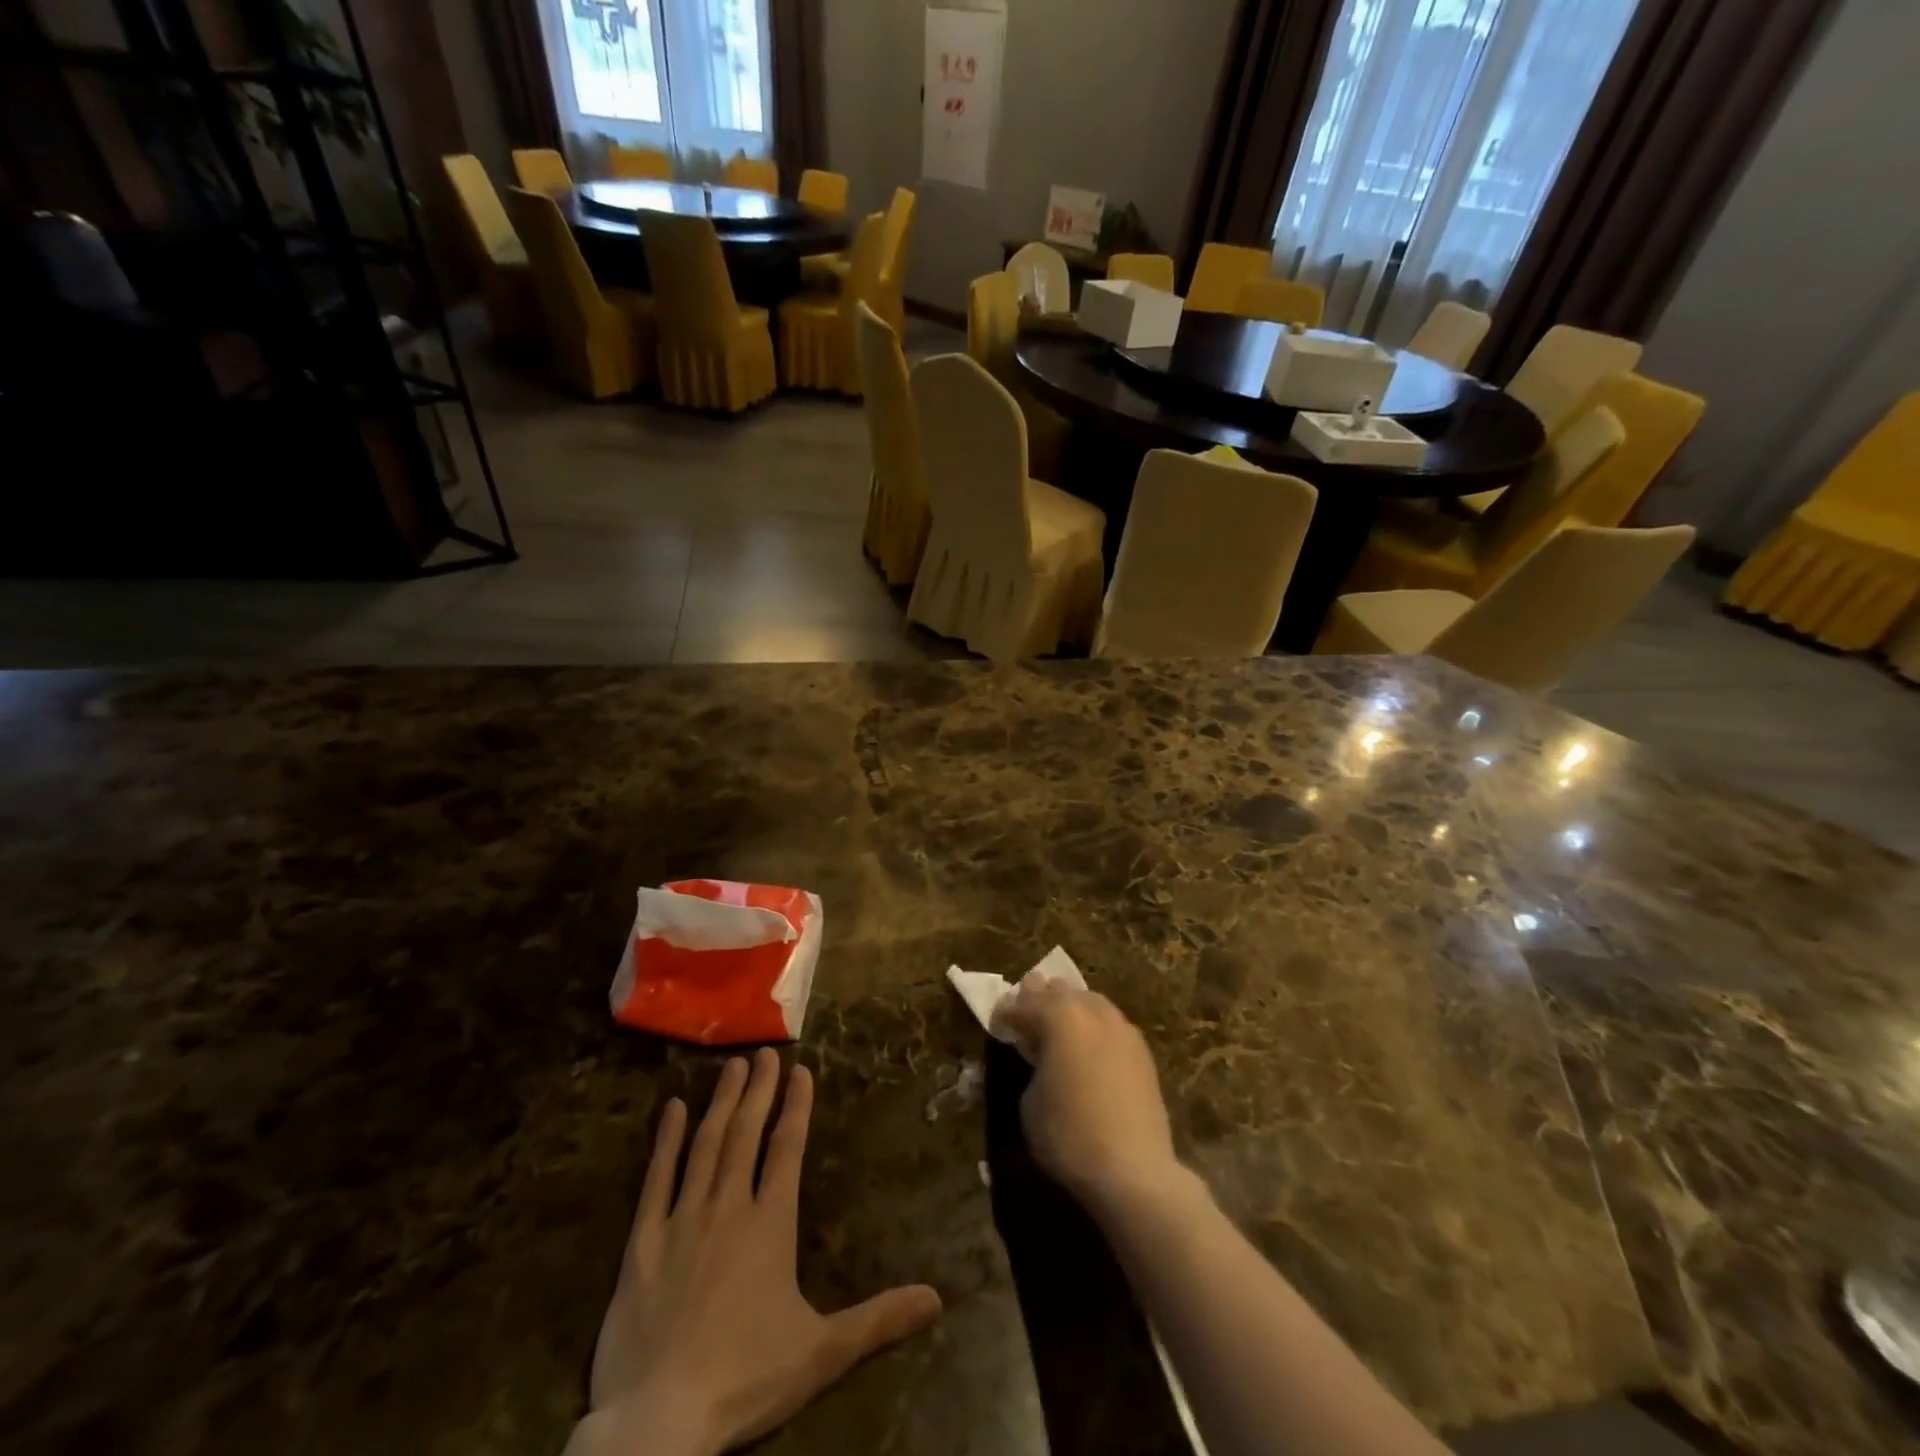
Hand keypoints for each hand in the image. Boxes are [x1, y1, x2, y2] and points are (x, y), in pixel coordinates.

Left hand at [570, 1049, 942, 1455]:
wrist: (659, 1423)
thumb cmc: (746, 1379)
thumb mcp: (822, 1353)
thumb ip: (879, 1320)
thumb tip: (937, 1299)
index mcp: (771, 1224)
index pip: (788, 1149)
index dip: (796, 1107)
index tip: (801, 1069)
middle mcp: (728, 1207)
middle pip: (747, 1133)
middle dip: (759, 1089)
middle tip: (765, 1051)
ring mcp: (682, 1220)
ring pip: (706, 1145)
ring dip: (721, 1102)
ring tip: (731, 1066)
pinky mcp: (642, 1243)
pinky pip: (655, 1180)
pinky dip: (665, 1142)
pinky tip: (672, 1109)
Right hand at [991, 980, 1181, 1215]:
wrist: (1134, 1170)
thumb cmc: (1069, 1135)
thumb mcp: (1030, 1101)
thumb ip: (1033, 1065)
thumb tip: (1042, 1059)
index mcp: (1059, 1016)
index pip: (1023, 1004)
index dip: (1005, 1014)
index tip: (997, 1023)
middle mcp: (1092, 1011)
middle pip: (1060, 992)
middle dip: (1040, 999)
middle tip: (1026, 1015)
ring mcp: (1122, 1028)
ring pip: (1089, 1002)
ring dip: (1070, 1009)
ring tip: (1059, 1028)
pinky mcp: (1142, 1051)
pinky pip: (1110, 1025)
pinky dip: (1094, 1028)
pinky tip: (1089, 1049)